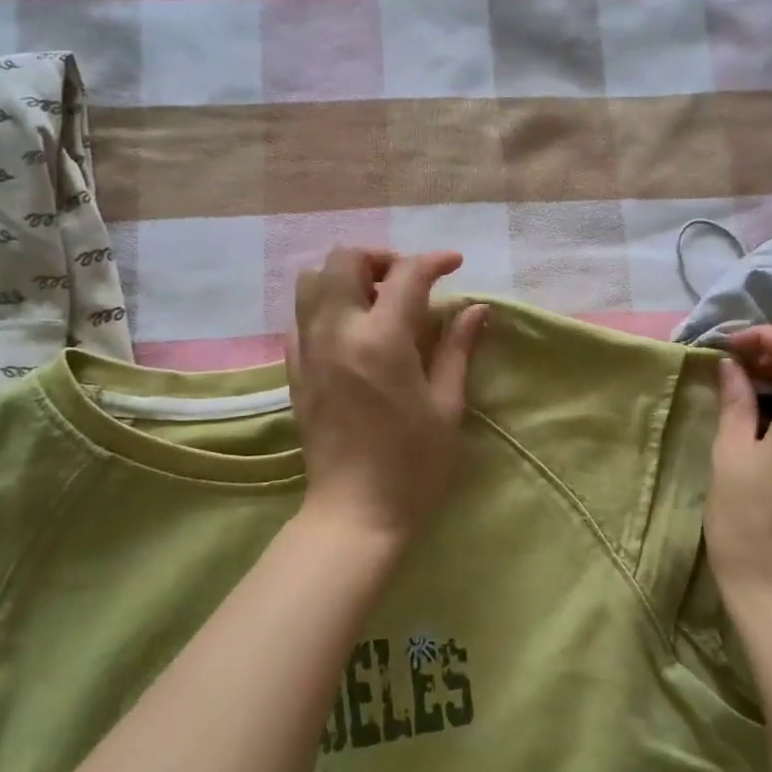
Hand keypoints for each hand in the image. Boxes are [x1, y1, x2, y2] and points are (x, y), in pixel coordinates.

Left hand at [285, 248, 489, 545]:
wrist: (355, 513)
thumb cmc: (413, 464)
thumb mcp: (446, 405)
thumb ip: (457, 348)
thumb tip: (476, 308)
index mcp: (381, 339)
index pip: (406, 275)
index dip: (434, 261)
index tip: (454, 264)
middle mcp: (337, 332)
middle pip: (343, 260)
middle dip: (380, 258)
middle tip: (408, 283)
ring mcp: (309, 351)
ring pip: (311, 281)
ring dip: (345, 278)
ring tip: (376, 301)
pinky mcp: (295, 372)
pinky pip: (300, 318)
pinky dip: (325, 308)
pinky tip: (352, 333)